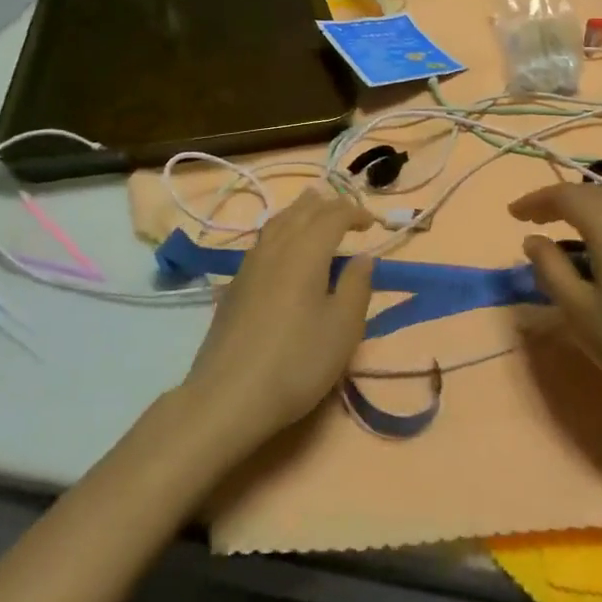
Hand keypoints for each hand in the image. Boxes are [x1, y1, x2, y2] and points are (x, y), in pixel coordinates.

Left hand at [182, 190, 375, 451]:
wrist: (229, 395)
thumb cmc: (297, 362)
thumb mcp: (343, 328)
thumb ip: (357, 286)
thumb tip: (363, 256)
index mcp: (306, 251)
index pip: (333, 215)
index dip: (354, 213)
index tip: (372, 224)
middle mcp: (277, 246)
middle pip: (301, 211)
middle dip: (326, 205)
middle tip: (345, 212)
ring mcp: (250, 263)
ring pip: (278, 221)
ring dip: (300, 212)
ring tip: (314, 214)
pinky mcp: (235, 283)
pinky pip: (263, 240)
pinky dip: (281, 230)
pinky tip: (283, 248)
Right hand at [511, 183, 601, 408]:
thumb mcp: (580, 311)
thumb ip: (551, 269)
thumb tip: (533, 240)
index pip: (565, 196)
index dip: (535, 200)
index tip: (512, 214)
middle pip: (590, 192)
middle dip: (558, 200)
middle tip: (532, 219)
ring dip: (583, 207)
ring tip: (562, 229)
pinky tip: (600, 248)